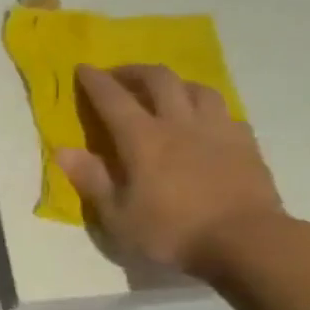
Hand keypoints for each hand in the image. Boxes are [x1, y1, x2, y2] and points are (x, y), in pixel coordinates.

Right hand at [55, 63, 286, 276]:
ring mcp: (217, 130)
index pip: (113, 99)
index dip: (95, 81)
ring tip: (165, 92)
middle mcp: (179, 123)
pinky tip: (205, 122)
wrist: (247, 242)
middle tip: (120, 75)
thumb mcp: (118, 216)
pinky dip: (207, 110)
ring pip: (197, 88)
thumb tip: (63, 150)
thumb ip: (91, 180)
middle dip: (134, 71)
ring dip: (175, 83)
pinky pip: (225, 112)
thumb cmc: (172, 232)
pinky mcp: (246, 144)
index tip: (83, 67)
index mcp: (143, 139)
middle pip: (158, 80)